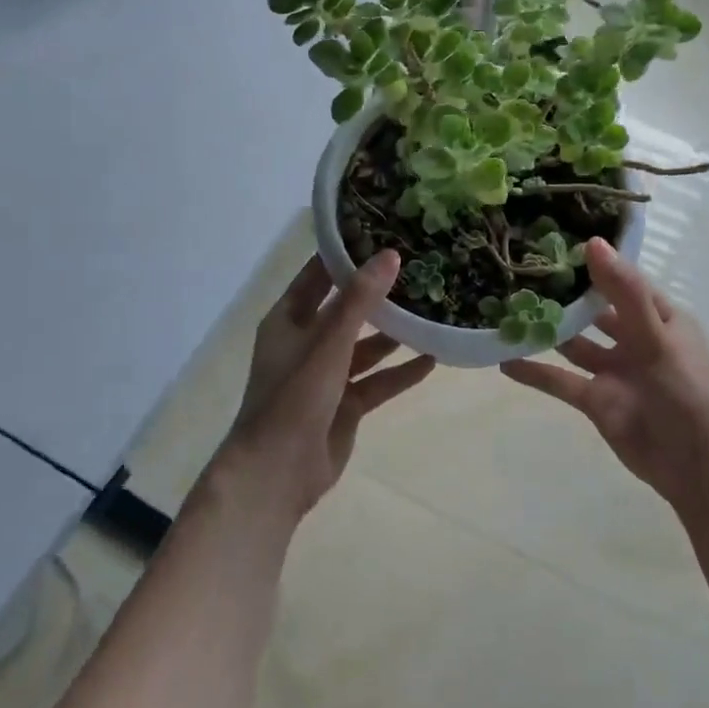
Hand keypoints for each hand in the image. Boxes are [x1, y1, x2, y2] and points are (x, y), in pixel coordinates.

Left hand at [218, 251, 435, 520]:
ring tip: (431, 311)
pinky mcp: (345, 404)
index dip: (348, 254)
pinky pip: (377, 381)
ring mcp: (327, 375)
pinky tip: (432, 359)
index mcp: (289, 319)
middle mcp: (307, 341)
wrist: (277, 475)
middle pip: (347, 309)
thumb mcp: (328, 343)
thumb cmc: (294, 398)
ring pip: (366, 346)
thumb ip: (360, 300)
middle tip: (420, 270)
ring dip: (394, 333)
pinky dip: (400, 372)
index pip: (320, 274)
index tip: (385, 233)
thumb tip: (391, 254)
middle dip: (379, 294)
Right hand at [501, 238, 708, 510]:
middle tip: (518, 272)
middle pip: (593, 309)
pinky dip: (535, 371)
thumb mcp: (658, 339)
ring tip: (504, 311)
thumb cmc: (688, 395)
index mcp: (659, 317)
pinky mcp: (597, 400)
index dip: (592, 261)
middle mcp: (635, 338)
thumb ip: (625, 293)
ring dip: (545, 330)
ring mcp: (614, 370)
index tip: (551, 242)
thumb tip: (593, 243)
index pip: (621, 279)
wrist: (698, 471)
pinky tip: (503, 361)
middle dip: (562, 294)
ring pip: (573, 343)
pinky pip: (561, 380)